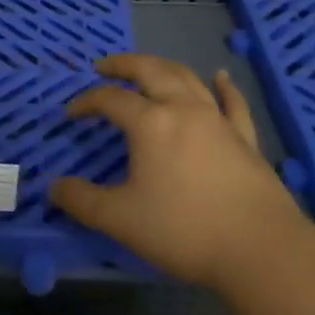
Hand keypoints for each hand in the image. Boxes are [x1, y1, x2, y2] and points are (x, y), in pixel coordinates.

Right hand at [50, 55, 304, 289]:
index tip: (71, 113)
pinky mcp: (245, 138)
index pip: (110, 100)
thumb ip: (83, 201)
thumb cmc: (184, 230)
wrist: (260, 250)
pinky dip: (224, 86)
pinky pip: (233, 103)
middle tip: (105, 66)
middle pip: (150, 71)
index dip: (86, 102)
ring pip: (188, 78)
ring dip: (164, 66)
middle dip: (124, 65)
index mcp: (150, 123)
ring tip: (149, 66)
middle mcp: (183, 109)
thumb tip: (53, 187)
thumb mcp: (121, 220)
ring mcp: (217, 120)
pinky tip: (221, 77)